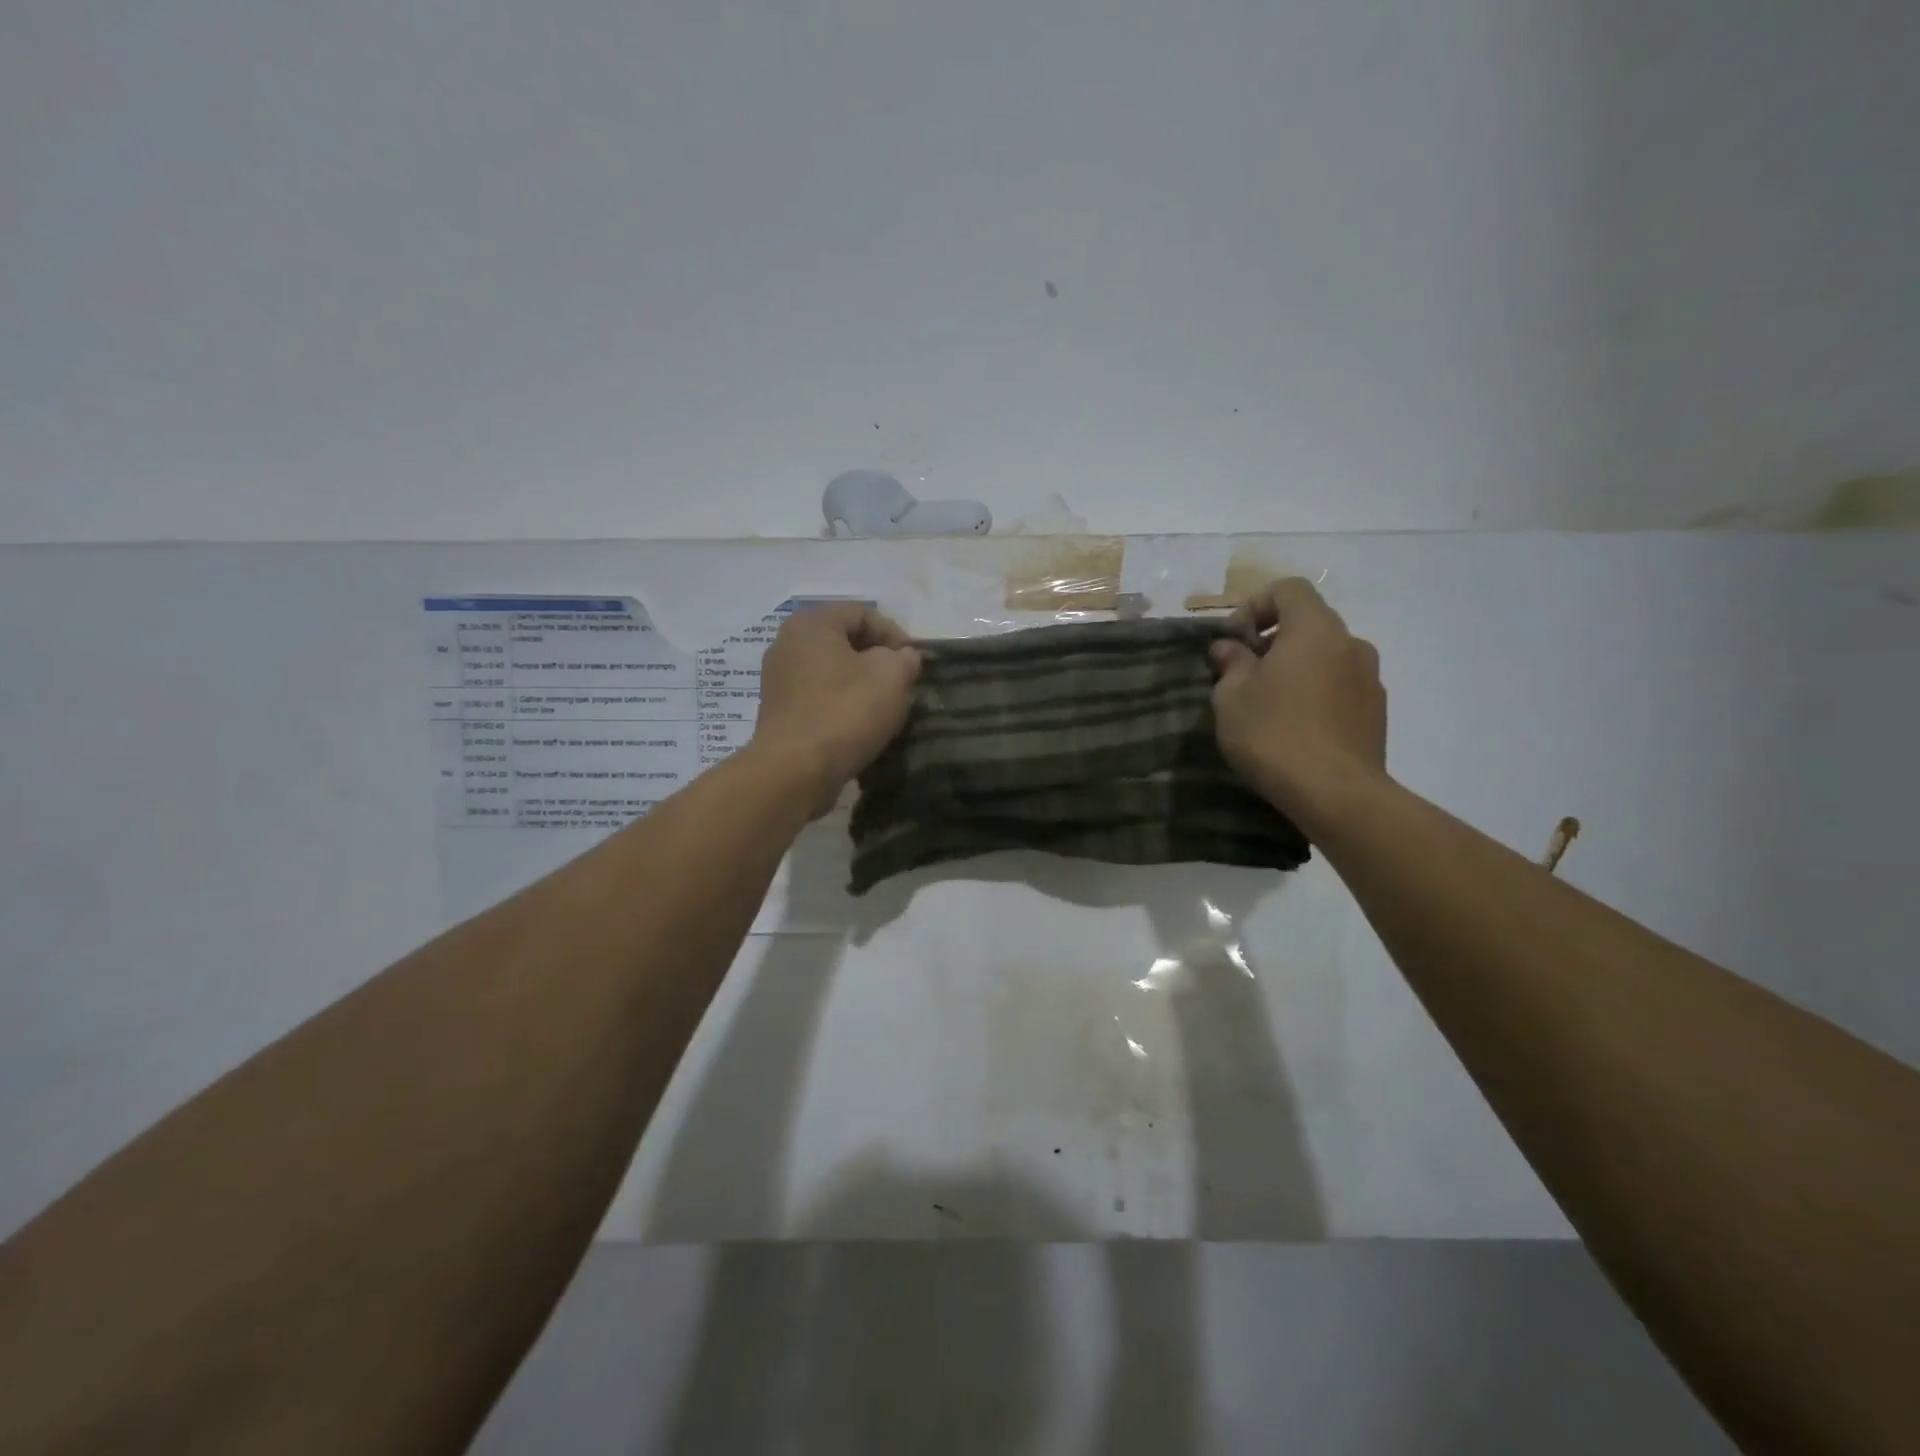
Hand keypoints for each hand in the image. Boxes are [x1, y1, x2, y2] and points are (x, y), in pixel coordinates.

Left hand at [752, 603, 921, 814]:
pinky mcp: (779, 711)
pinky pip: (819, 697)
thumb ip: (905, 658)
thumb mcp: (892, 676)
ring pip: (833, 671)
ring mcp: (778, 679)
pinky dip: (842, 705)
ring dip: (862, 685)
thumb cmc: (845, 712)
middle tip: (903, 684)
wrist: (795, 771)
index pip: (863, 613)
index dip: (896, 634)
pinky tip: (859, 726)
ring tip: (885, 708)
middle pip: (845, 641)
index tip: (915, 664)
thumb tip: (903, 658)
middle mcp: (787, 643)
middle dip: (878, 660)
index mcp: (811, 623)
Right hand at [1209, 577, 1387, 832]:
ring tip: (1270, 705)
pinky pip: (1340, 687)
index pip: (1289, 589)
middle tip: (1245, 675)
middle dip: (1274, 641)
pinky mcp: (1377, 712)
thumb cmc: (1274, 734)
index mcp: (1315, 629)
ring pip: (1326, 657)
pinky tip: (1296, 729)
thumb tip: (1231, 648)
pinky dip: (1317, 694)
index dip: (1256, 605)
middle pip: (1309, 623)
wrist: (1336, 793)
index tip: (1235, 641)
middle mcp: (1350, 643)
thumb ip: (1231, 664)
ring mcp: (1370, 678)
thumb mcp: (1232, 697)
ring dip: (1297, 669)